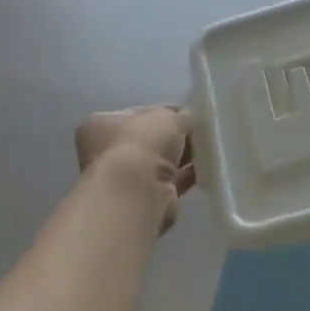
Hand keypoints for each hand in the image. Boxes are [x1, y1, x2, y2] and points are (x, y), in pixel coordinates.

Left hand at [74, 105, 195, 231]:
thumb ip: (180, 116)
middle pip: (150, 139)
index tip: (192, 114)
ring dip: (182, 157)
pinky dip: (186, 176)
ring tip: (207, 151)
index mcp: (101, 124)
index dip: (168, 112)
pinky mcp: (142, 198)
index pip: (141, 113)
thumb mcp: (166, 117)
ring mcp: (123, 177)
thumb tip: (189, 119)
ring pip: (160, 162)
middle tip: (202, 133)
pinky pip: (169, 182)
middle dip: (176, 137)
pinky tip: (205, 169)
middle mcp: (106, 151)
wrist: (137, 192)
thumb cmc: (142, 144)